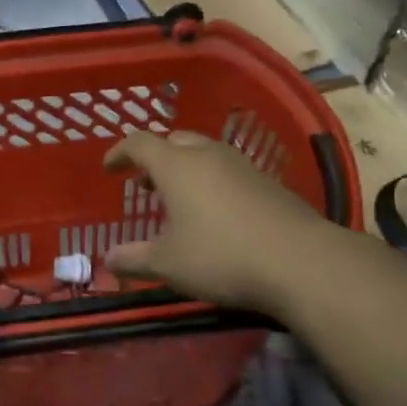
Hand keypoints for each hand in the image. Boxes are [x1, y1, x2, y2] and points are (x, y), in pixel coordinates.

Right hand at [103, 131, 328, 313]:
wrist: (299, 261)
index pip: (139, 143)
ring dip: (184, 168)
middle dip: (155, 157)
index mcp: (177, 166)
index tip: (109, 168)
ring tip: (177, 198)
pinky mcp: (268, 182)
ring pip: (204, 153)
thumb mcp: (167, 264)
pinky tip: (215, 212)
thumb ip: (133, 259)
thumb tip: (107, 259)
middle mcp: (208, 155)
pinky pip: (228, 171)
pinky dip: (211, 181)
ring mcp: (242, 166)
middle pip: (175, 140)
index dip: (120, 152)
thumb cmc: (220, 257)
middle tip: (144, 183)